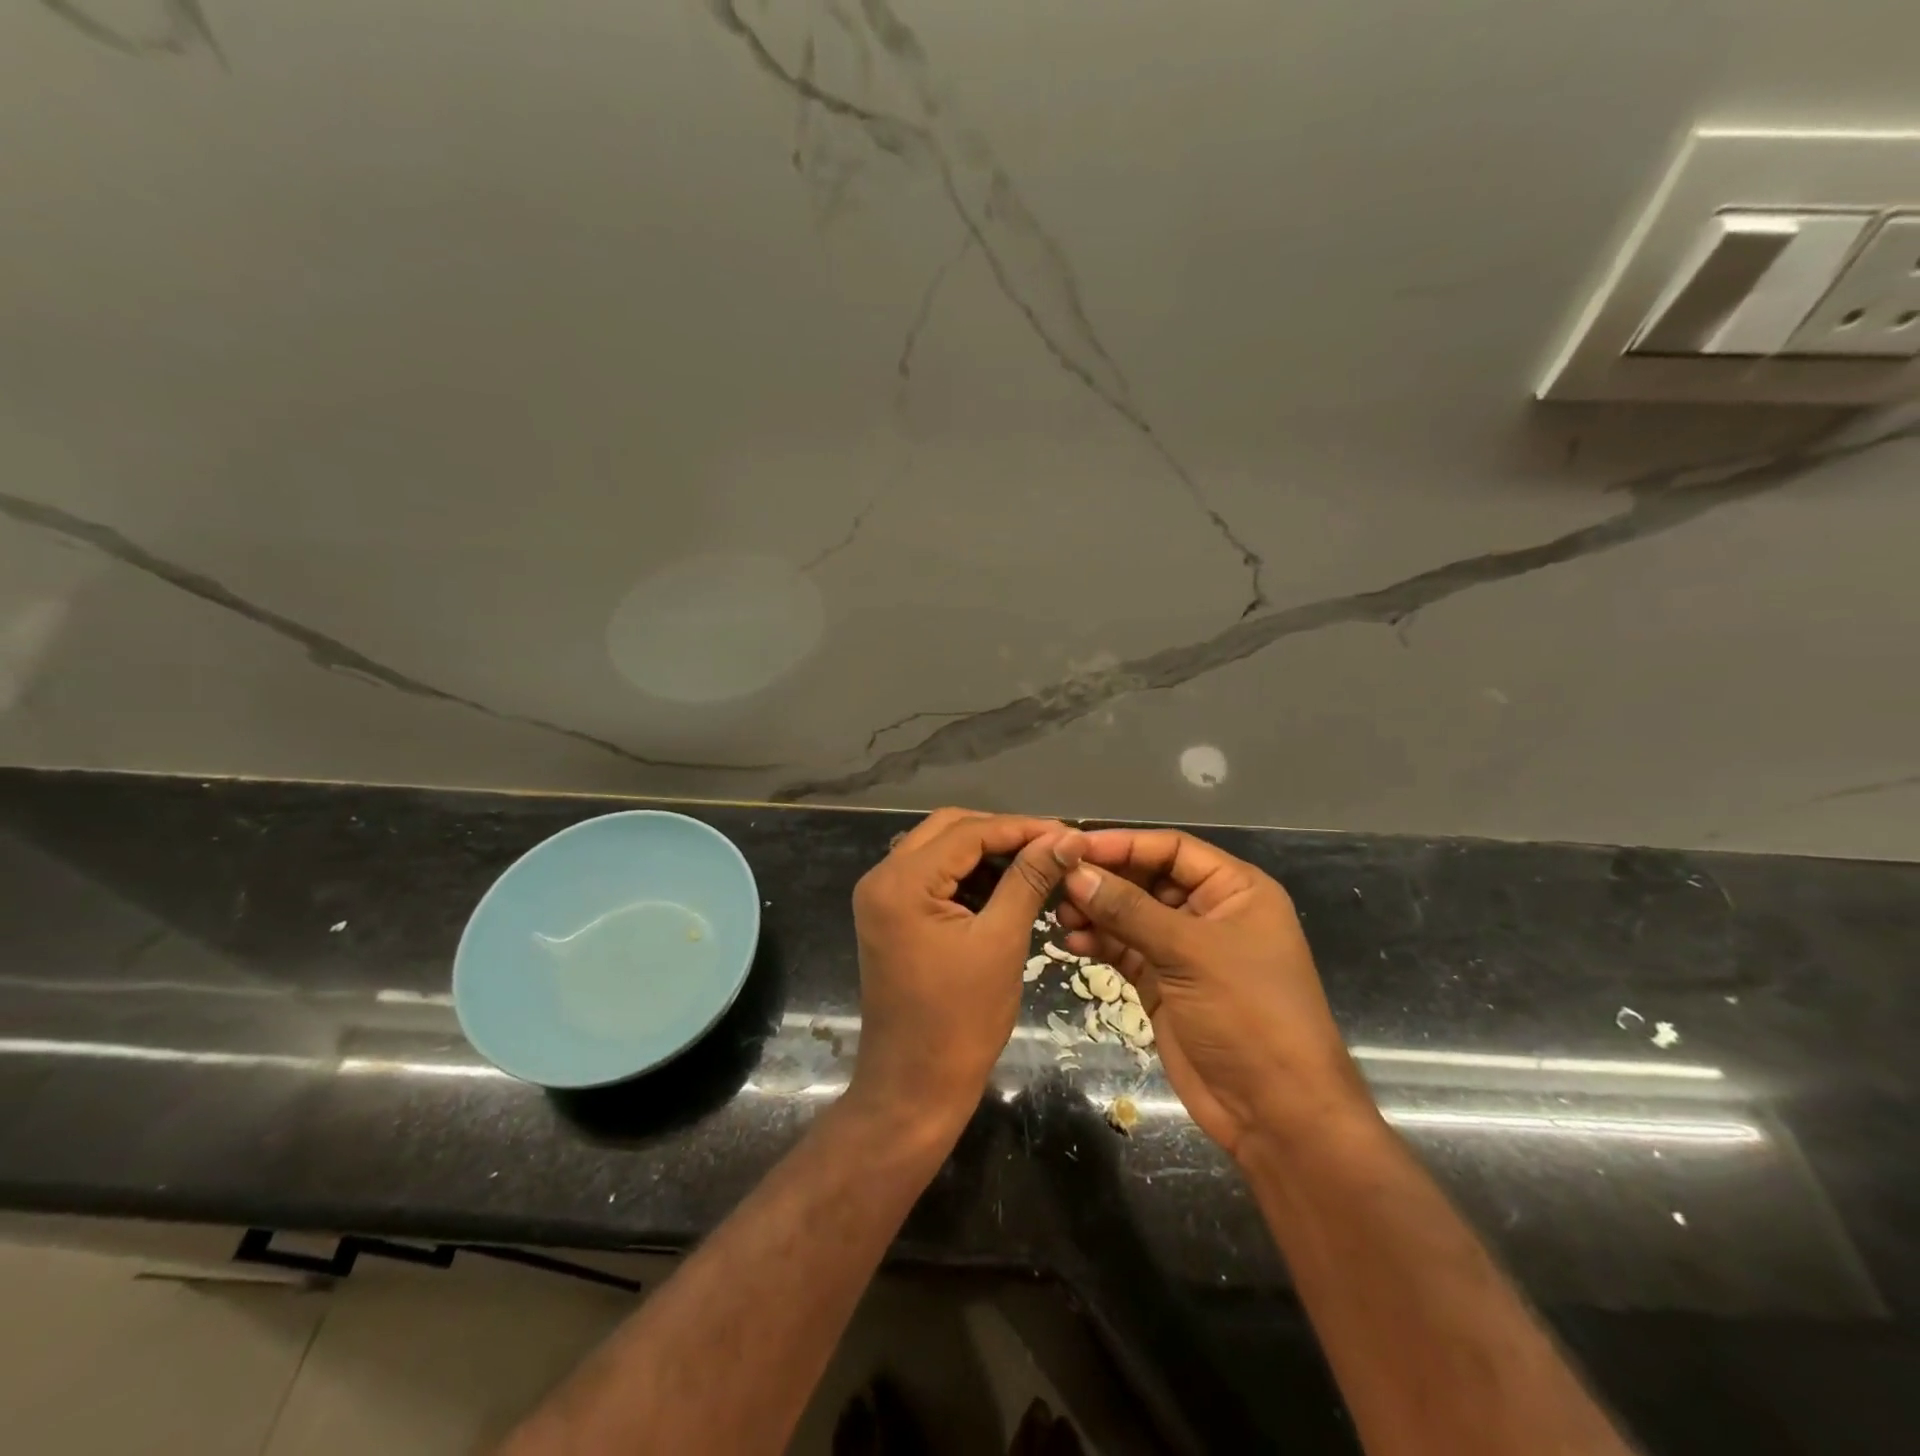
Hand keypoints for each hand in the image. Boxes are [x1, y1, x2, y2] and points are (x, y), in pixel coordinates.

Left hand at [848, 808, 1083, 1135]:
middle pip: (949, 830)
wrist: (914, 1087)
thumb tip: (1068, 838)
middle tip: (1053, 848)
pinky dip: (969, 876)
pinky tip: (1006, 886)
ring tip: (1037, 864)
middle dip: (1003, 834)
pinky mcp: (892, 916)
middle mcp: (882, 877)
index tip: (1069, 834)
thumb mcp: (1002, 941)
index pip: (968, 831)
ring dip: (986, 853)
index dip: (1022, 827)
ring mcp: (882, 897)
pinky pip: (933, 877)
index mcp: (901, 881)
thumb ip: (1030, 879)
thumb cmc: (961, 1020)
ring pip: (941, 850)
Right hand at [1056, 829, 1369, 1159]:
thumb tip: (1076, 873)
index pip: (1172, 849)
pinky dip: (1100, 944)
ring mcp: (1185, 951)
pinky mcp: (1164, 984)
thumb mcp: (1190, 953)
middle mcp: (1210, 912)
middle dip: (1105, 880)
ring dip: (1097, 912)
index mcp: (1235, 890)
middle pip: (1147, 879)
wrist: (1276, 1113)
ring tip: (1061, 917)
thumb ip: (1129, 910)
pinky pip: (1125, 950)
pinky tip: (1072, 944)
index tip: (1074, 846)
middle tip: (1058, 883)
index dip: (1124, 843)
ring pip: (1131, 915)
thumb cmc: (1248, 1015)